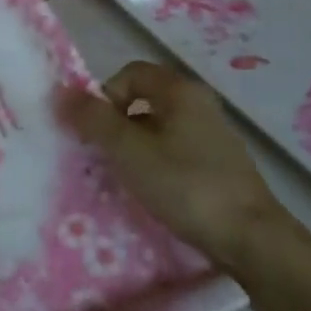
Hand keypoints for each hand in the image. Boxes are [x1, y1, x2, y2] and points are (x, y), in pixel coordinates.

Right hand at [57, 59, 303, 274]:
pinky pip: (174, 150)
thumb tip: (59, 92)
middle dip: (116, 123)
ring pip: (158, 128)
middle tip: (103, 154)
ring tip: (123, 176)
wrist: (250, 238)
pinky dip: (156, 163)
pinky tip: (153, 190)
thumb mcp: (129, 151)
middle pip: (143, 99)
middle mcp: (199, 105)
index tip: (96, 130)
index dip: (105, 95)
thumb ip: (93, 119)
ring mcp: (212, 136)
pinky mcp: (218, 165)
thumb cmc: (185, 185)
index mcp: (180, 91)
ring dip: (133, 145)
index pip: (130, 73)